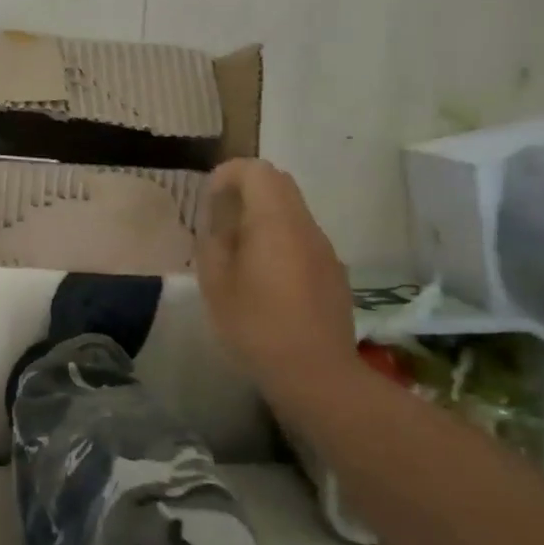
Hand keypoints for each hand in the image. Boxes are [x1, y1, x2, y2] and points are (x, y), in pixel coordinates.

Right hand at [196, 159, 356, 396]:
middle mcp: (306, 227)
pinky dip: (280, 241)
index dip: (228, 174)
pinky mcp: (334, 273)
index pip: (257, 171)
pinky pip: (303, 240)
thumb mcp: (216, 284)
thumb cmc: (257, 326)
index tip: (209, 200)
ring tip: (239, 253)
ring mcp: (325, 250)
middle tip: (220, 221)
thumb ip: (214, 244)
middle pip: (279, 185)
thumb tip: (219, 226)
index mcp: (275, 222)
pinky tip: (266, 280)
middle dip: (246, 191)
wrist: (316, 374)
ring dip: (263, 218)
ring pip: (292, 213)